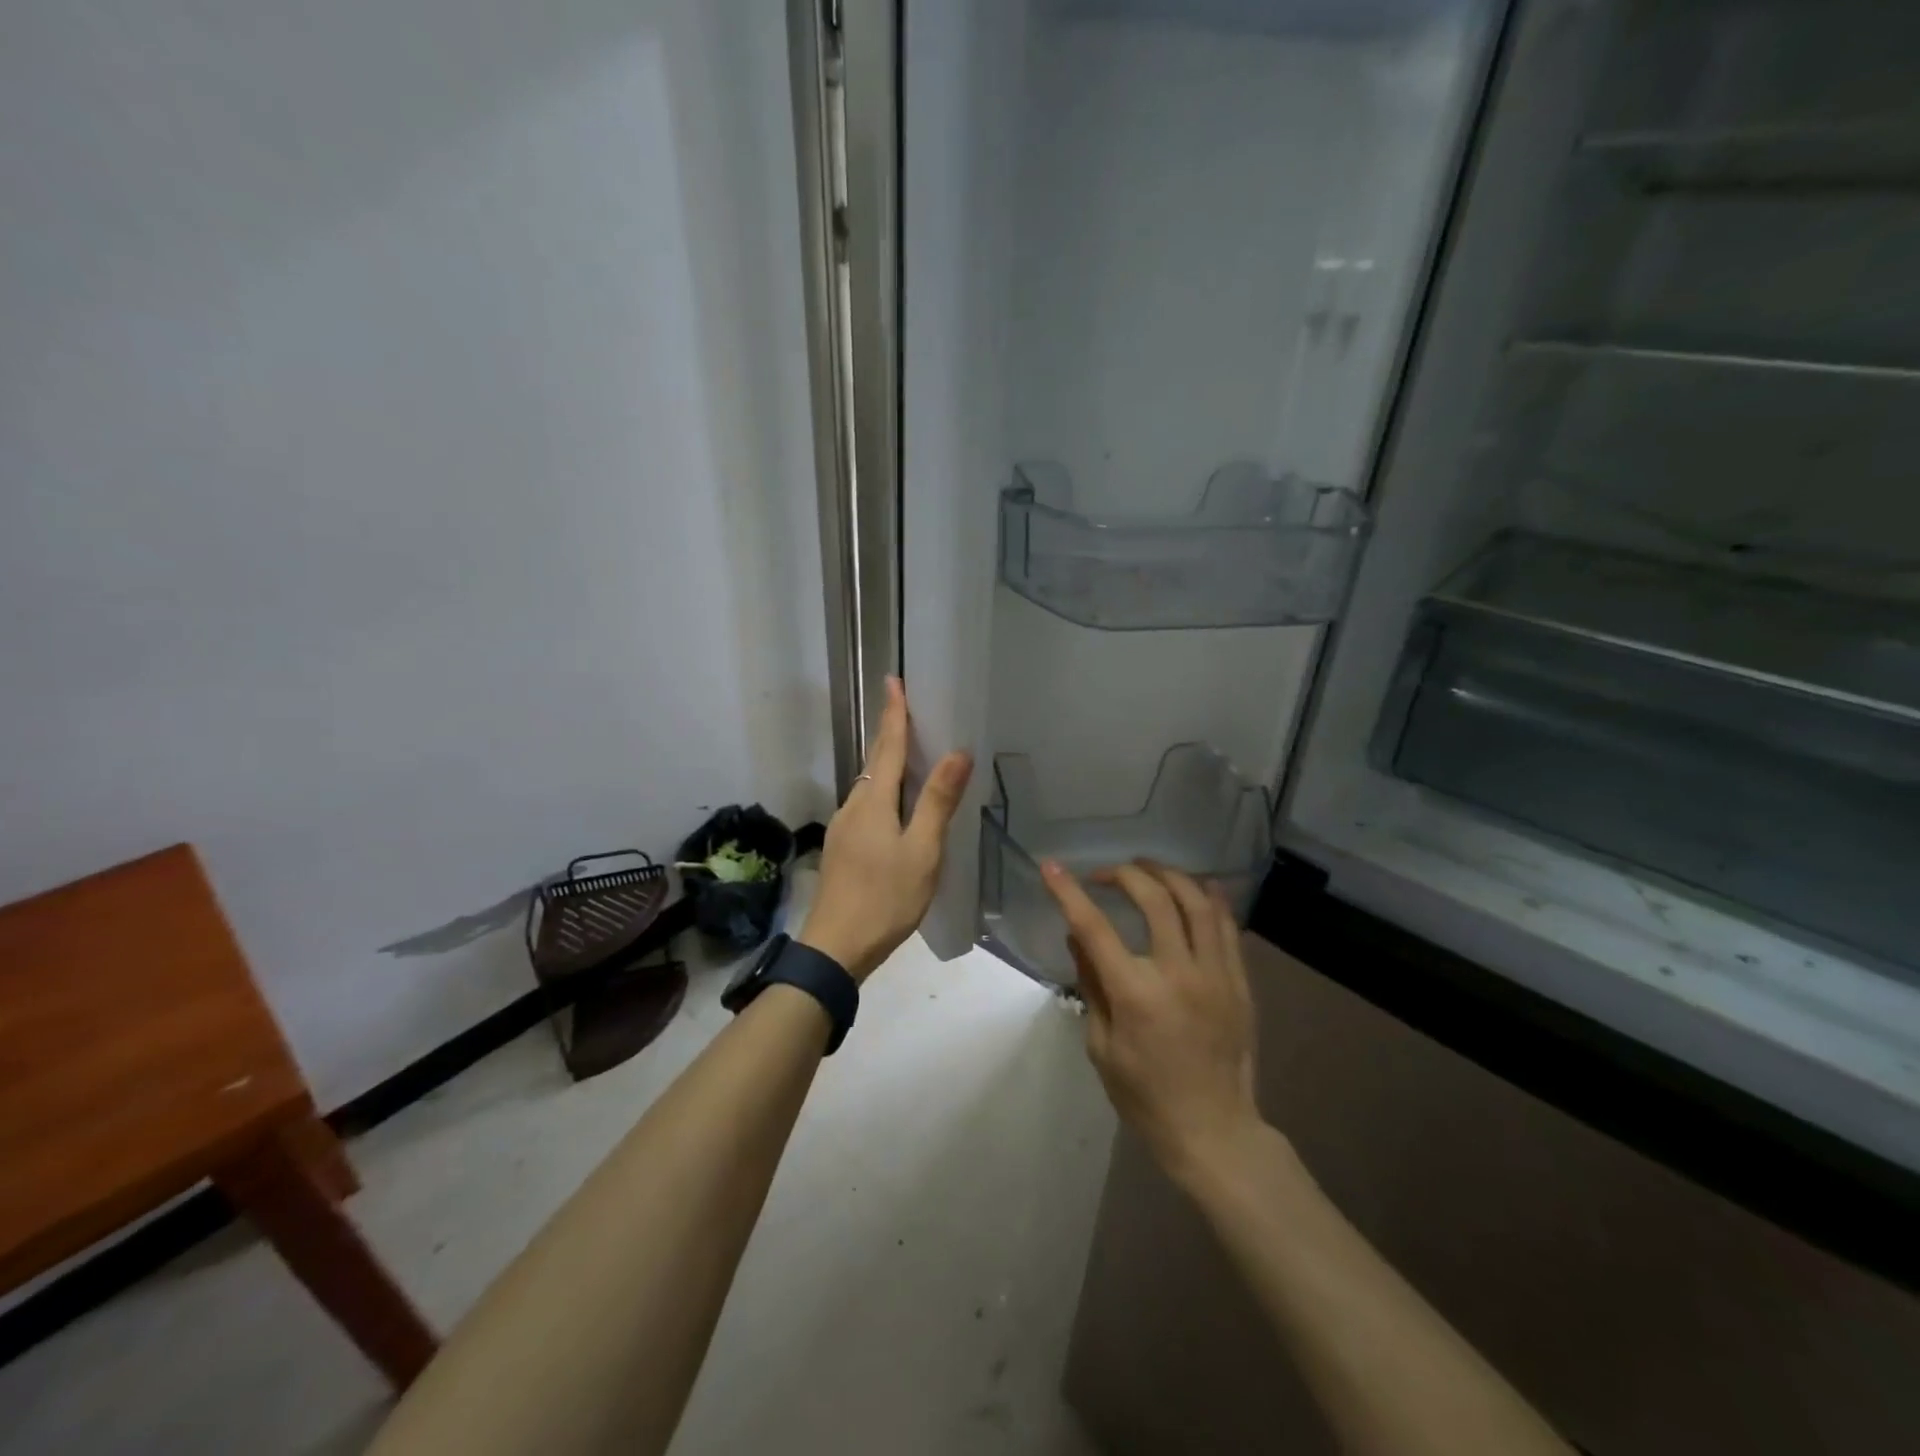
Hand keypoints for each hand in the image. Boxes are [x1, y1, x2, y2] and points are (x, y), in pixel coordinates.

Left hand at [797, 676, 972, 981]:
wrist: (836, 947)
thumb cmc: (885, 898)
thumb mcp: (922, 851)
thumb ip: (937, 801)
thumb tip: (957, 752)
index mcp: (873, 801)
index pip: (886, 746)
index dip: (893, 713)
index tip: (893, 680)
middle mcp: (852, 806)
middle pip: (874, 762)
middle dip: (889, 734)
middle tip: (905, 710)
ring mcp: (842, 829)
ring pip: (869, 787)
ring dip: (886, 765)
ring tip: (910, 756)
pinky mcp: (841, 849)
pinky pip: (865, 807)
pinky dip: (883, 793)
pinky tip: (895, 809)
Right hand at [1041, 859, 1266, 1187]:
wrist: (1213, 1131)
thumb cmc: (1145, 1096)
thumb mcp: (1101, 1046)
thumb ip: (1091, 984)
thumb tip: (1077, 938)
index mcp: (1136, 994)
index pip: (1094, 928)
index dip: (1068, 892)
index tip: (1051, 866)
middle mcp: (1178, 974)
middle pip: (1154, 899)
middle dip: (1124, 874)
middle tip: (1105, 874)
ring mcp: (1216, 975)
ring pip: (1197, 902)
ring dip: (1168, 876)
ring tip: (1146, 869)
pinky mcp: (1239, 982)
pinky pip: (1228, 926)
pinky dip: (1210, 898)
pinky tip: (1195, 885)